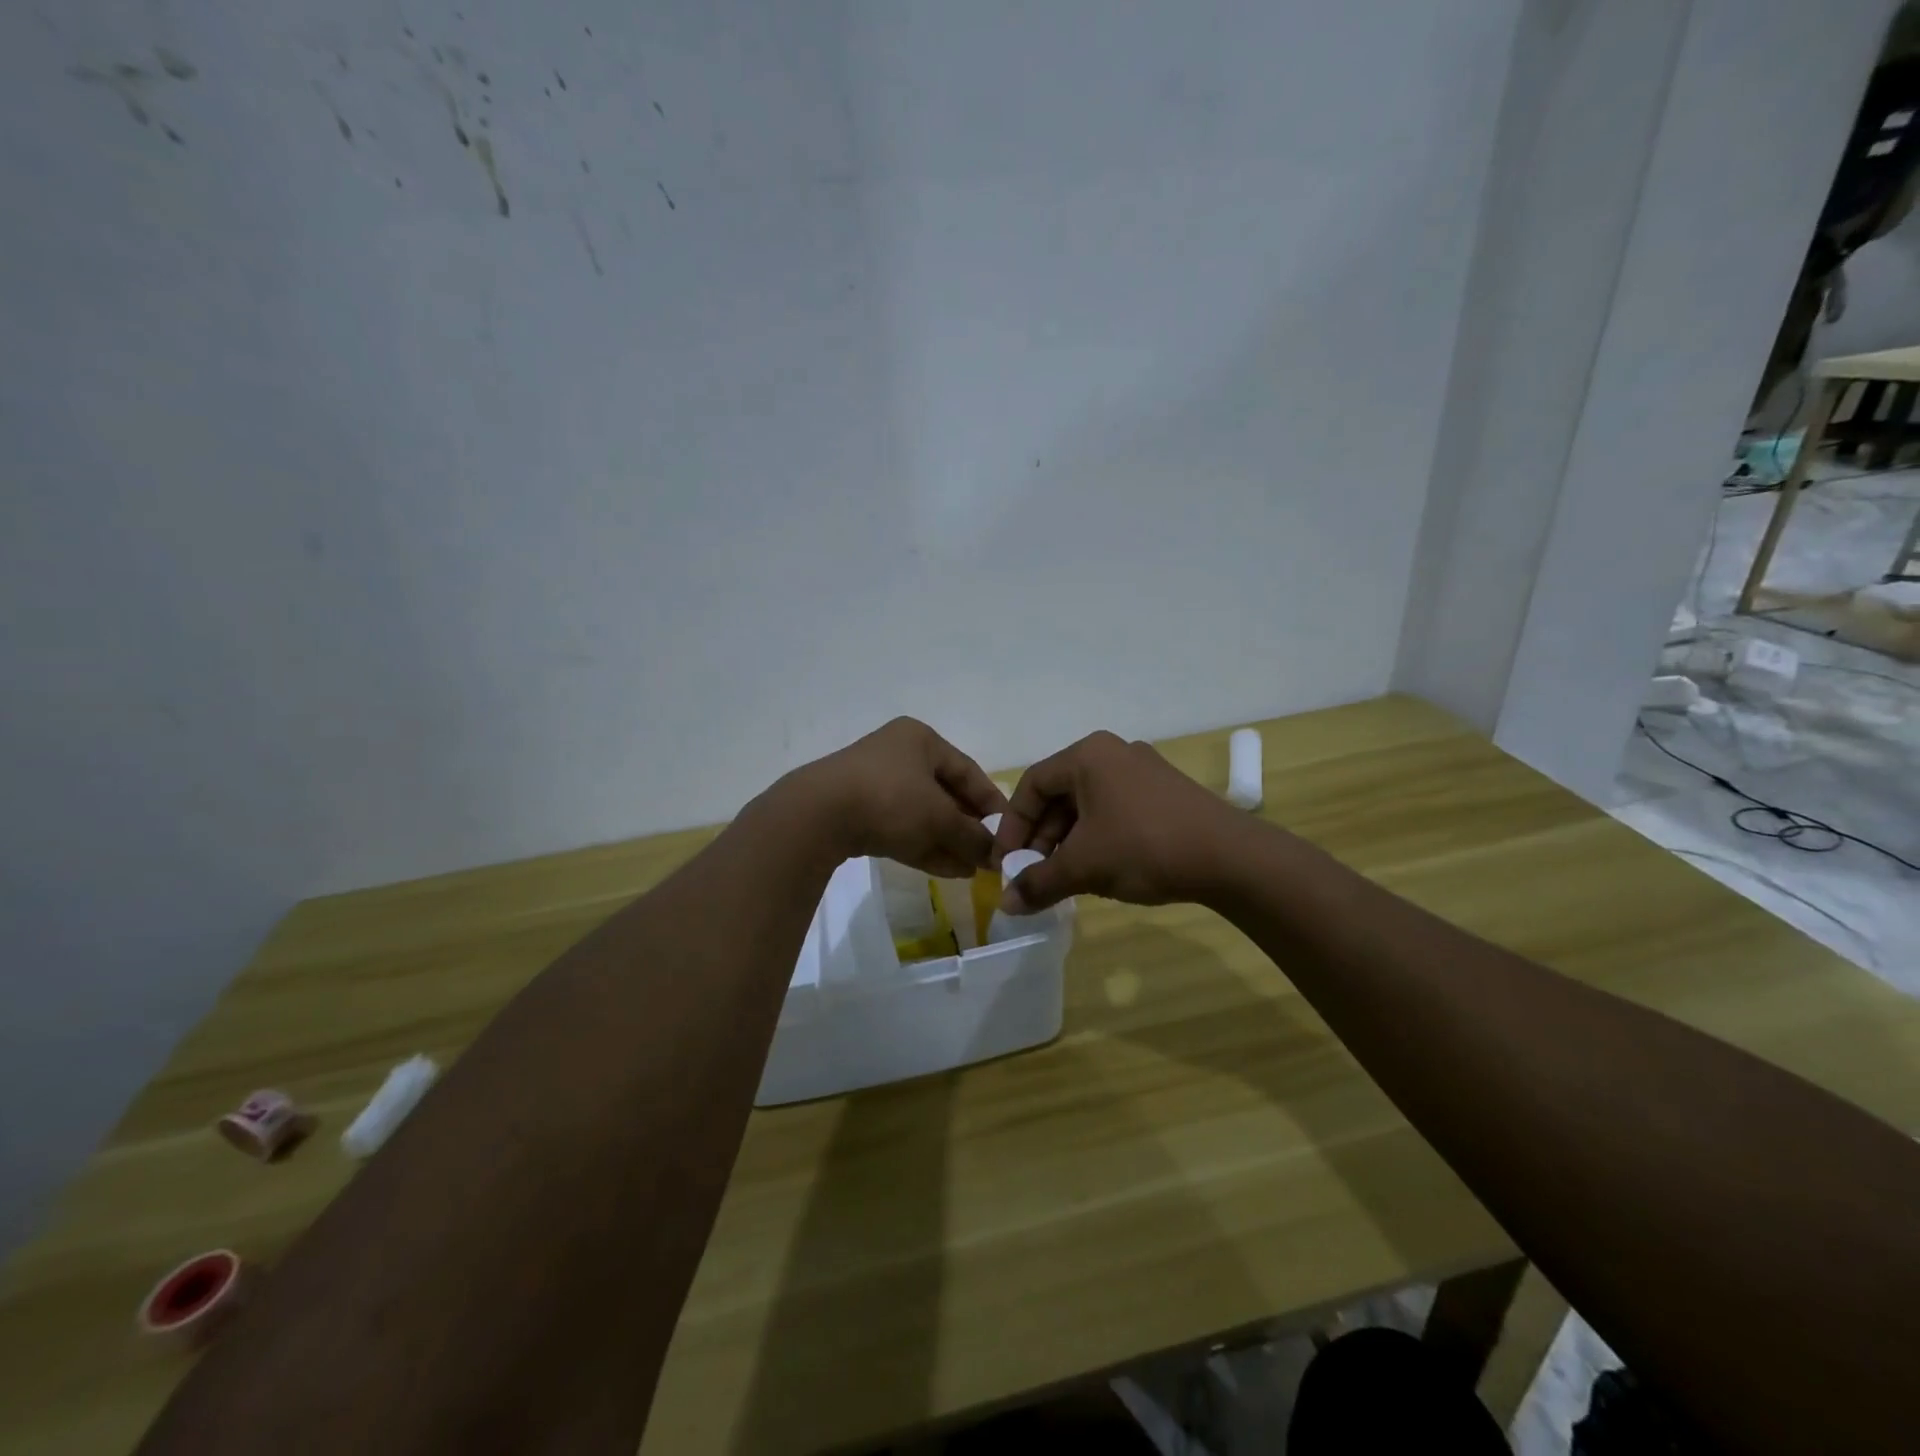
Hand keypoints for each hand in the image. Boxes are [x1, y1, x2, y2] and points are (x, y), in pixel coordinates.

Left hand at [802, 718, 1005, 876]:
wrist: (817, 816)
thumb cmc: (890, 800)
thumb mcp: (939, 818)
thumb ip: (972, 836)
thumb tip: (995, 855)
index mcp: (920, 740)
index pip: (968, 771)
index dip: (991, 803)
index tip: (1009, 832)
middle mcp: (899, 755)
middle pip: (945, 794)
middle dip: (968, 828)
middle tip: (989, 855)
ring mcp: (875, 784)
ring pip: (923, 815)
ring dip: (949, 841)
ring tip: (973, 870)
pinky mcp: (858, 812)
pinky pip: (901, 828)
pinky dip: (925, 846)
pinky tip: (950, 870)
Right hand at [993, 731, 1239, 911]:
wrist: (1230, 858)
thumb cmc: (1144, 847)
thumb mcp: (1083, 867)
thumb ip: (1039, 882)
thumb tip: (1008, 905)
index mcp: (1087, 755)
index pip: (1032, 785)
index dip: (1013, 826)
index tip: (1006, 863)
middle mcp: (1113, 753)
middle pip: (1060, 794)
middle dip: (1042, 838)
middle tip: (1034, 874)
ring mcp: (1143, 771)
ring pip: (1088, 805)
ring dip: (1068, 841)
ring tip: (1064, 878)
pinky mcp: (1165, 792)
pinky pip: (1115, 810)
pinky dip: (1097, 838)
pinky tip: (1100, 870)